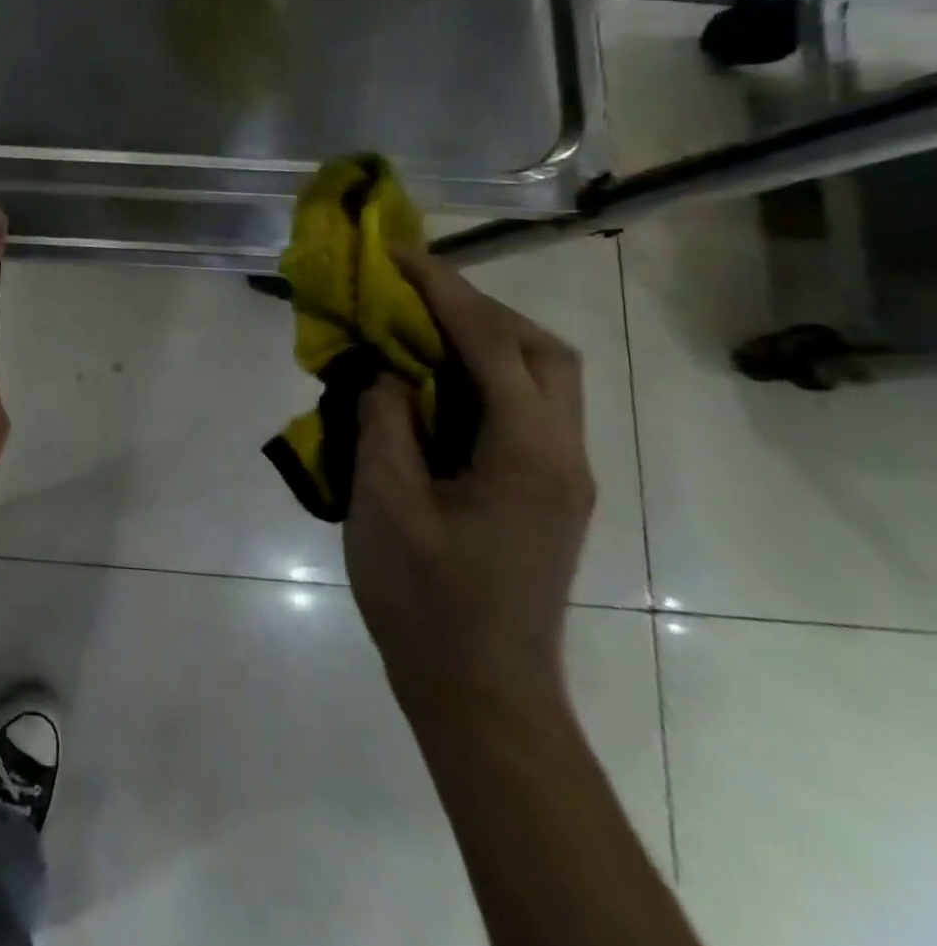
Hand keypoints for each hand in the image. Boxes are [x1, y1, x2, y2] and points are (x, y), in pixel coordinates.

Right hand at [345, 249, 593, 719]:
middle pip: (542, 352)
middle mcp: (561, 456)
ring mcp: (557, 476)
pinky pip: (521, 409)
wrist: (476, 690)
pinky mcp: (541, 492)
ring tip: (416, 326)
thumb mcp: (385, 503)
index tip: (399, 255)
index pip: (493, 345)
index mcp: (526, 455)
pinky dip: (480, 375)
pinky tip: (428, 382)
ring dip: (484, 338)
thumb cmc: (423, 598)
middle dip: (479, 307)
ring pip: (541, 379)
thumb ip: (384, 423)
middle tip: (413, 292)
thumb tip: (384, 372)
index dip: (445, 291)